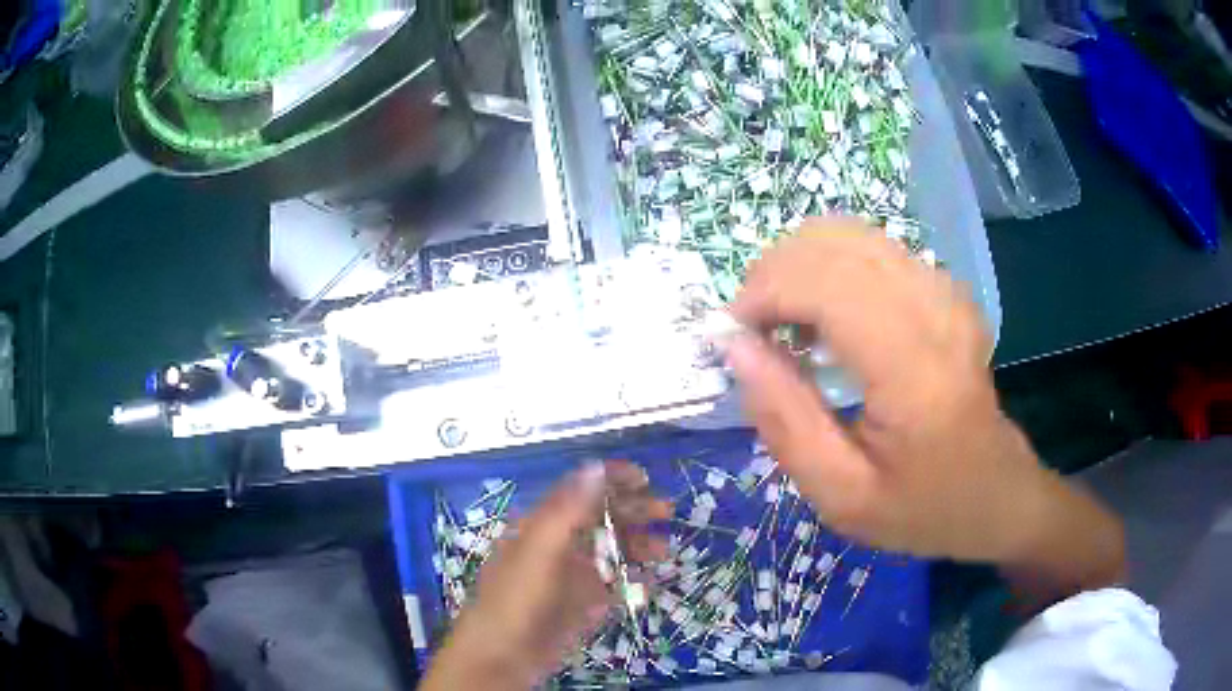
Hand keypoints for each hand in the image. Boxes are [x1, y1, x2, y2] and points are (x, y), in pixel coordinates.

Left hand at [421, 461, 669, 690]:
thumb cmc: (516, 599)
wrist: (503, 657)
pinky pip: (611, 584)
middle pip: (599, 518)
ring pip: (609, 551)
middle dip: (632, 509)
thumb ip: (566, 510)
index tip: (643, 478)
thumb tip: (595, 467)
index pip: (579, 491)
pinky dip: (631, 579)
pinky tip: (649, 581)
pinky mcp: (581, 604)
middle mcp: (558, 545)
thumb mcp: (539, 551)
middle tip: (666, 509)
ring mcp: (571, 576)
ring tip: (663, 550)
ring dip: (637, 545)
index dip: (609, 480)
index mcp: (542, 525)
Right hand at [726, 219, 1122, 594]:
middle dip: (772, 273)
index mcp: (914, 368)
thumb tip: (735, 347)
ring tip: (783, 322)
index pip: (825, 284)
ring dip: (798, 266)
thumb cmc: (922, 508)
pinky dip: (829, 267)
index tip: (731, 336)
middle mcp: (935, 309)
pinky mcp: (945, 288)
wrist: (997, 493)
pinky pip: (872, 248)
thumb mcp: (841, 496)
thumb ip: (784, 420)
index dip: (763, 293)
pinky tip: (825, 316)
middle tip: (751, 332)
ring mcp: (945, 290)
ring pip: (850, 234)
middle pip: (833, 244)